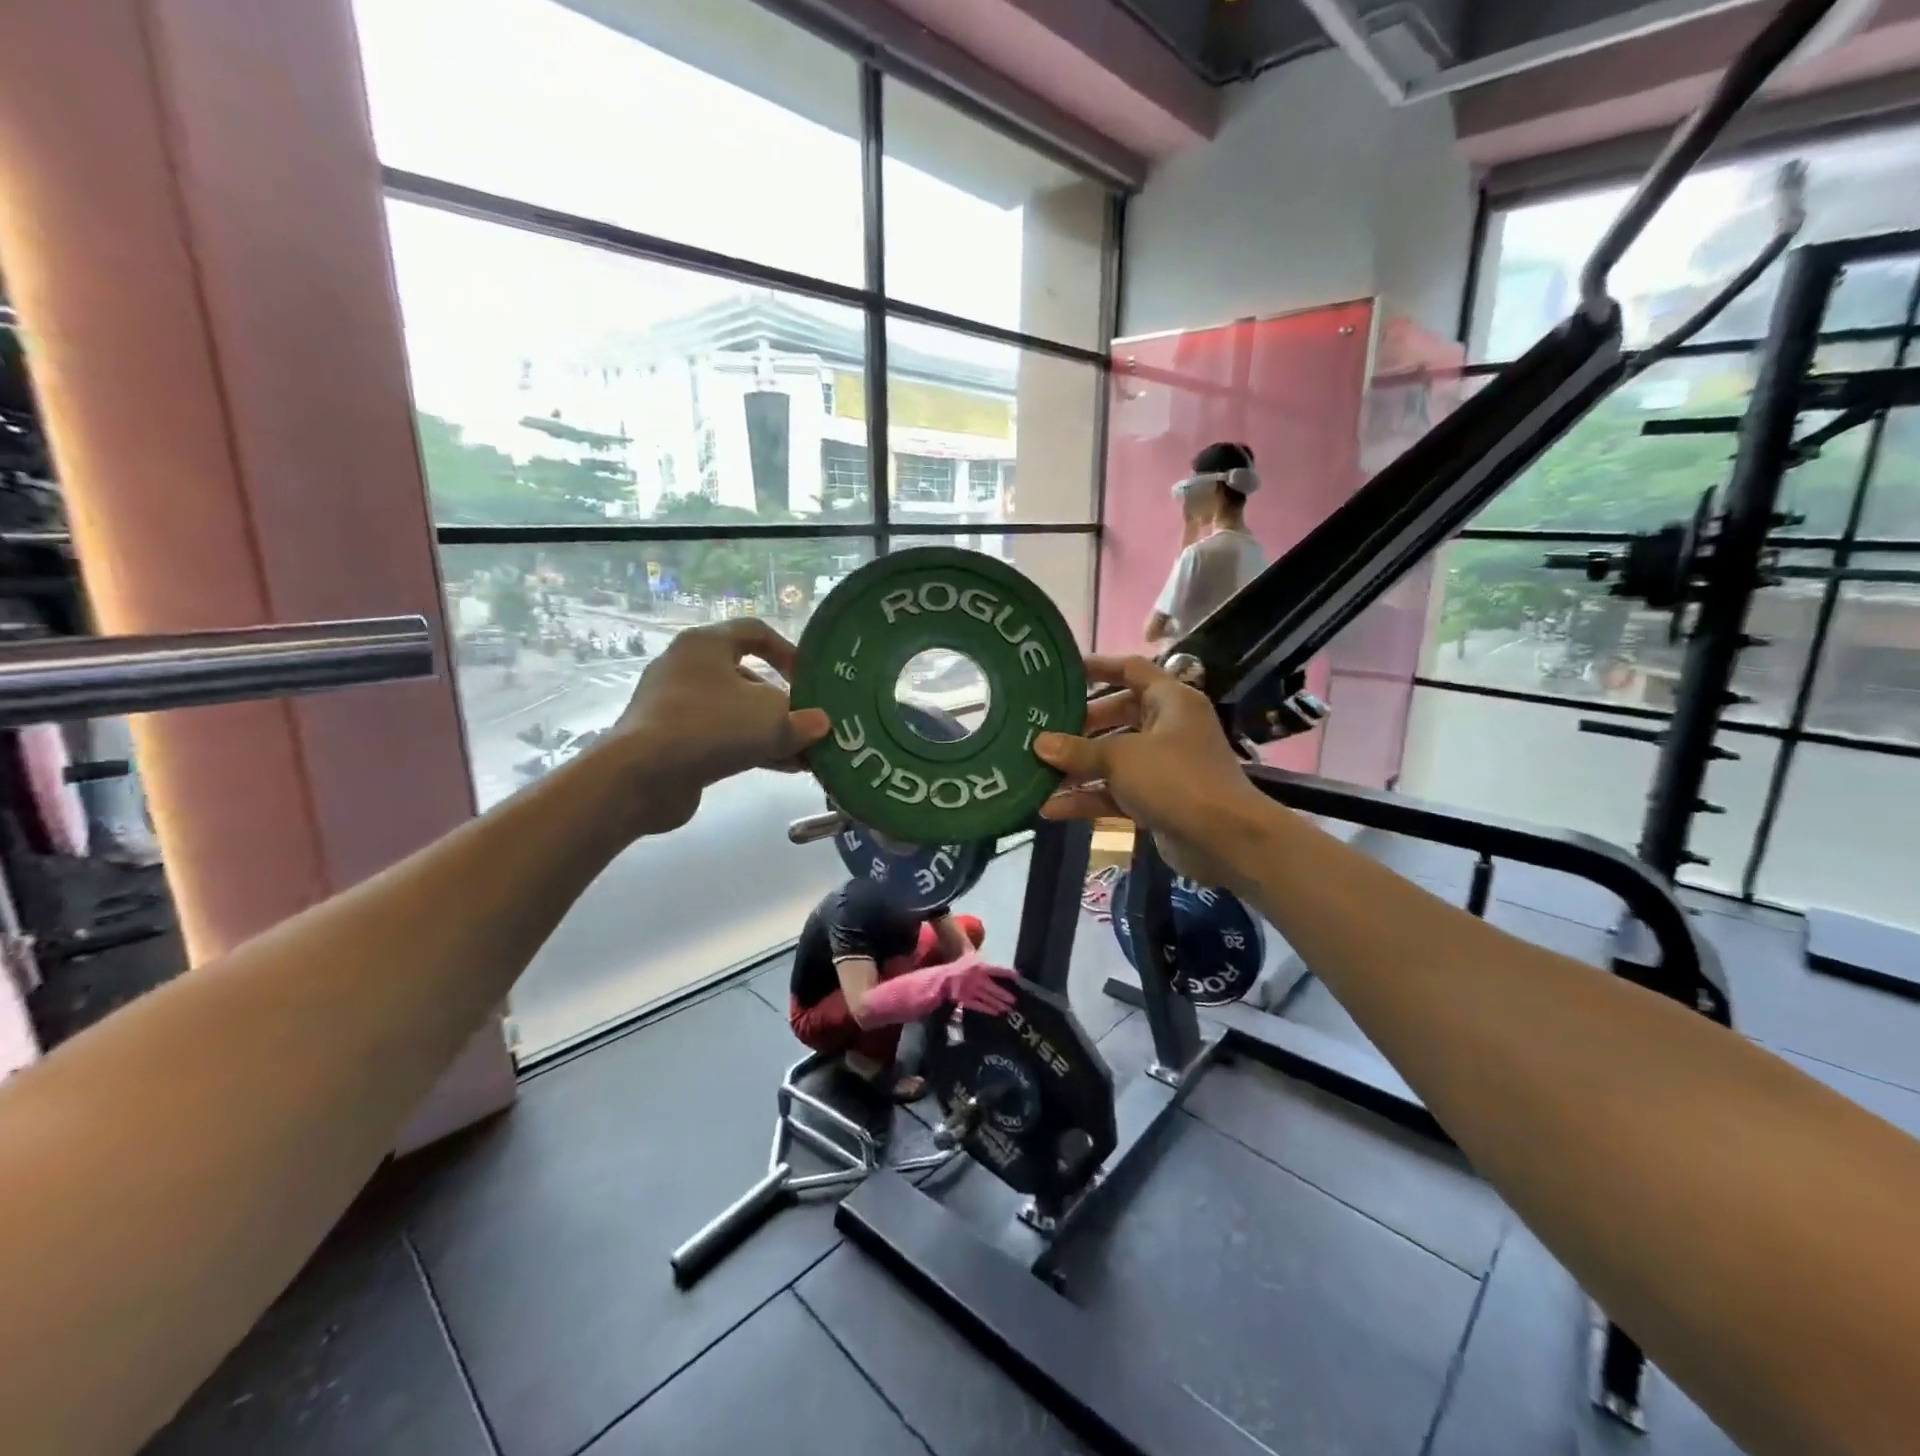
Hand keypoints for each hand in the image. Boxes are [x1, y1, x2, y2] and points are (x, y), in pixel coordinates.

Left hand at [609, 620, 829, 834]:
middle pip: (747, 677)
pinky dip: (750, 748)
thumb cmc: (711, 726)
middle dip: (783, 703)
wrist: (642, 776)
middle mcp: (687, 667)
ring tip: (804, 753)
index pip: (755, 631)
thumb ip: (801, 720)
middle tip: (809, 723)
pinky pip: (720, 736)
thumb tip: (819, 724)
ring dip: (770, 731)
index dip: (788, 651)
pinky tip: (781, 768)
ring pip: (735, 712)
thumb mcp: (771, 719)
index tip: (809, 678)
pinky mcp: (671, 740)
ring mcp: (675, 705)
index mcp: (707, 644)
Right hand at [933, 955, 1017, 1016]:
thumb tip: (990, 954)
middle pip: (995, 988)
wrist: (942, 979)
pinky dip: (989, 1009)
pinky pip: (980, 1006)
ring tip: (1008, 1008)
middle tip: (1015, 1000)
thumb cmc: (958, 966)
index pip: (998, 970)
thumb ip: (980, 956)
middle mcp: (978, 979)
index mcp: (980, 967)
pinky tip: (996, 1012)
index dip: (1008, 973)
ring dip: (1000, 1004)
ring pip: (989, 999)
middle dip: (1005, 995)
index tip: (1018, 977)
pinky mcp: (967, 1000)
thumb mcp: (968, 956)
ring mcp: (973, 991)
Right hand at [1035, 655, 1263, 889]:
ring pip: (1114, 758)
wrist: (1225, 840)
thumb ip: (1078, 750)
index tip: (1063, 673)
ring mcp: (1163, 766)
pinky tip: (1051, 808)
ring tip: (1037, 771)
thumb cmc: (1176, 779)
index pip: (1131, 670)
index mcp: (1170, 701)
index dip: (1098, 667)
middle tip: (1044, 728)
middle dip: (1081, 724)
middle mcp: (1168, 728)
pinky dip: (1089, 797)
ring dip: (1079, 767)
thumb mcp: (1121, 758)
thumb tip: (1039, 743)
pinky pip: (1116, 791)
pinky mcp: (1158, 799)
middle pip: (1118, 715)